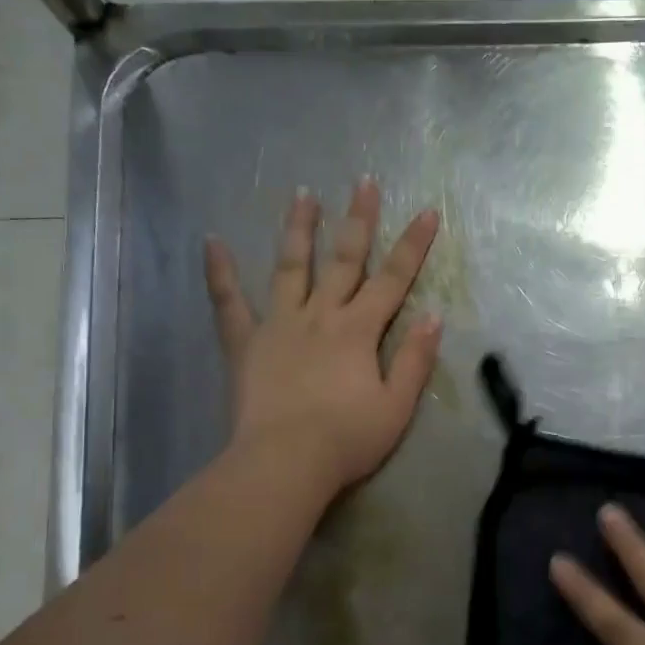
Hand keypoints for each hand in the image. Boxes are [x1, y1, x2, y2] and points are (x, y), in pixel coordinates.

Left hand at [203, 180, 440, 497]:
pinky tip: (211, 241)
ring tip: (303, 194)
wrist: (285, 462)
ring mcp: (279, 325)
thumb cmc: (348, 439)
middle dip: (358, 220)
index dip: (413, 246)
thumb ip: (415, 359)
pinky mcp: (245, 344)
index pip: (394, 279)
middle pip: (344, 260)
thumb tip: (433, 316)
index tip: (427, 212)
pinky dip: (220, 272)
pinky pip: (229, 303)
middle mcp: (321, 315)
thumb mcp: (397, 406)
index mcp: (359, 330)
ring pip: (290, 267)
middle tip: (363, 182)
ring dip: (298, 229)